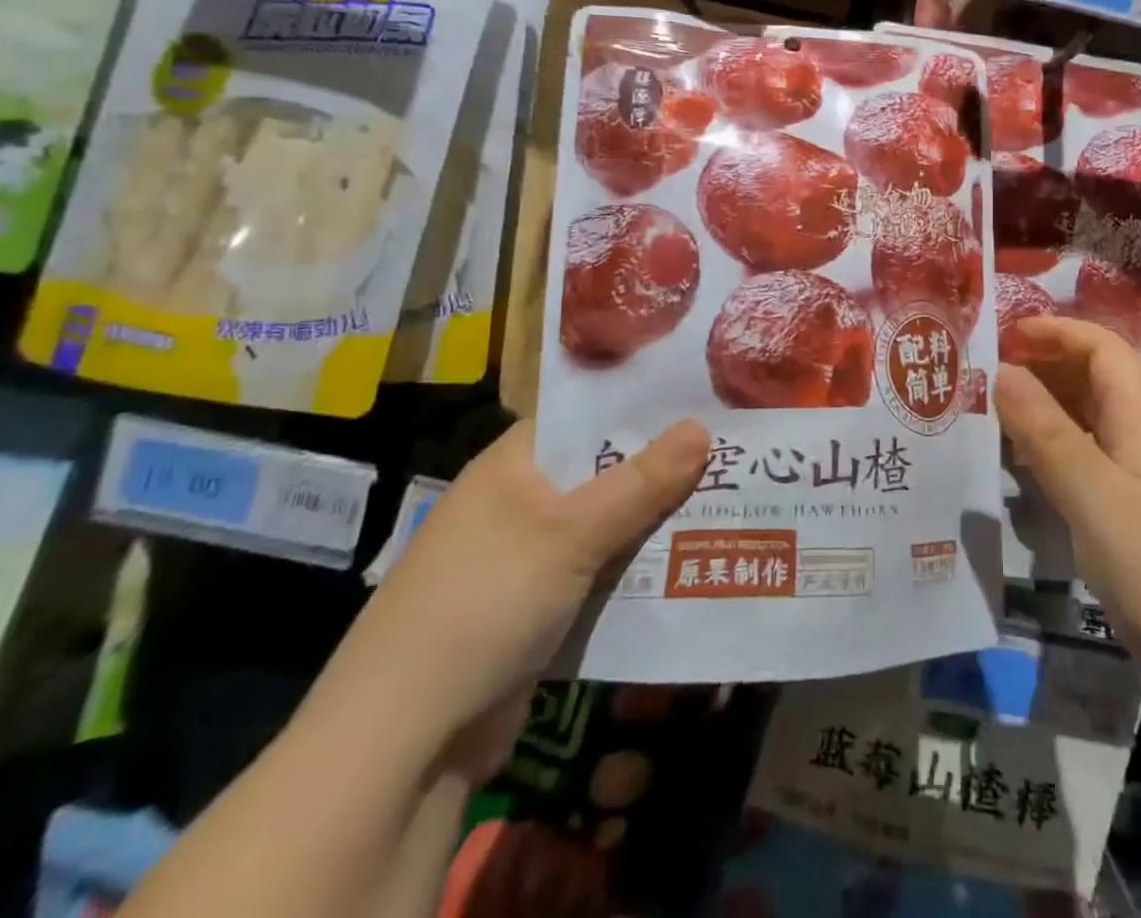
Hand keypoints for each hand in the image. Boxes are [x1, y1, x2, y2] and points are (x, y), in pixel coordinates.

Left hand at [313, 418, 709, 781]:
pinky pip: (602, 573)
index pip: (587, 415)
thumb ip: (641, 481)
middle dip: (664, 466)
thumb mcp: (570, 533)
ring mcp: (529, 558)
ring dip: (658, 520)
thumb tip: (702, 426)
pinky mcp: (541, 608)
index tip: (705, 397)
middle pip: (605, 471)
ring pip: (609, 525)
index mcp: (514, 464)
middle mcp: (521, 502)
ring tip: (731, 496)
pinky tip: (693, 559)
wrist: (405, 742)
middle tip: (735, 447)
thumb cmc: (485, 602)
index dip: (642, 404)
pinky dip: (639, 568)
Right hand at [998, 318, 1140, 704]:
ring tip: (999, 414)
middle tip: (991, 373)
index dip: (1057, 332)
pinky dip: (1059, 447)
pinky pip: (1095, 458)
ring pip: (1095, 420)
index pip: (1104, 349)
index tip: (1006, 336)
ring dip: (1050, 405)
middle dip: (1048, 363)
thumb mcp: (1093, 496)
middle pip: (1100, 378)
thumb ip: (1046, 432)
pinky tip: (1031, 471)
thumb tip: (1003, 372)